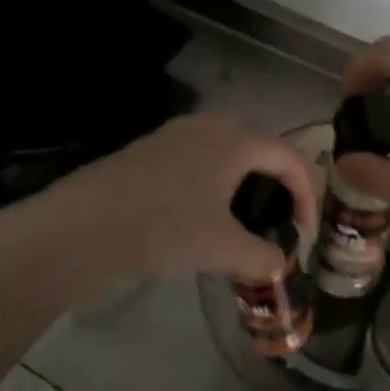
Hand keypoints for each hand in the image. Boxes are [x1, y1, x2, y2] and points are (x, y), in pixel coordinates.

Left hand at [14, 113, 318, 285]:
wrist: (81, 227)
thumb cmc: (164, 229)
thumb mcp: (224, 249)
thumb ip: (264, 257)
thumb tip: (278, 264)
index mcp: (237, 140)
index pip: (292, 159)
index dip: (308, 197)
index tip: (305, 236)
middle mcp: (211, 125)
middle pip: (263, 151)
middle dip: (280, 187)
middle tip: (281, 225)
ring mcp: (177, 134)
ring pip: (230, 155)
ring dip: (247, 187)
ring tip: (245, 225)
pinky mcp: (151, 150)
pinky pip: (201, 161)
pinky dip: (217, 185)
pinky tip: (204, 218)